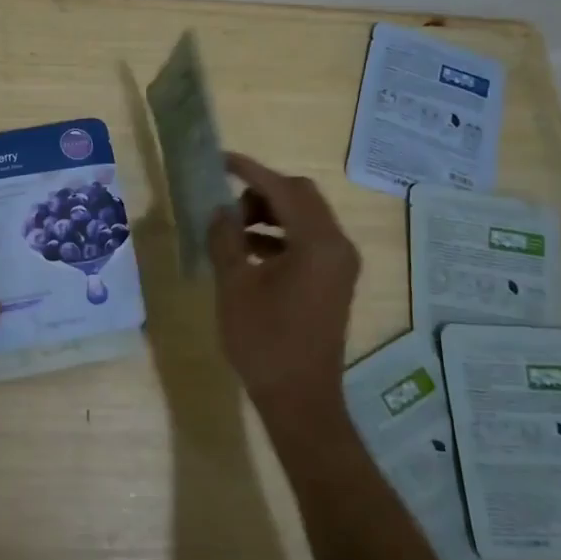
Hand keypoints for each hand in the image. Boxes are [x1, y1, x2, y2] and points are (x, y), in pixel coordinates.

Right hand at [206, 153, 360, 432]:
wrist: (300, 399)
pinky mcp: (334, 281)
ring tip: (232, 230)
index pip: (284, 188)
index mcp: (318, 243)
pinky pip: (307, 241)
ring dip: (270, 214)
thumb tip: (220, 210)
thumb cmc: (265, 341)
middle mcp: (338, 246)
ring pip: (305, 218)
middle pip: (301, 197)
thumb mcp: (234, 285)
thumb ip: (225, 238)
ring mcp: (340, 264)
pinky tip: (248, 252)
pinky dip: (279, 236)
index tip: (220, 160)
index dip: (250, 171)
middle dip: (261, 192)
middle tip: (227, 206)